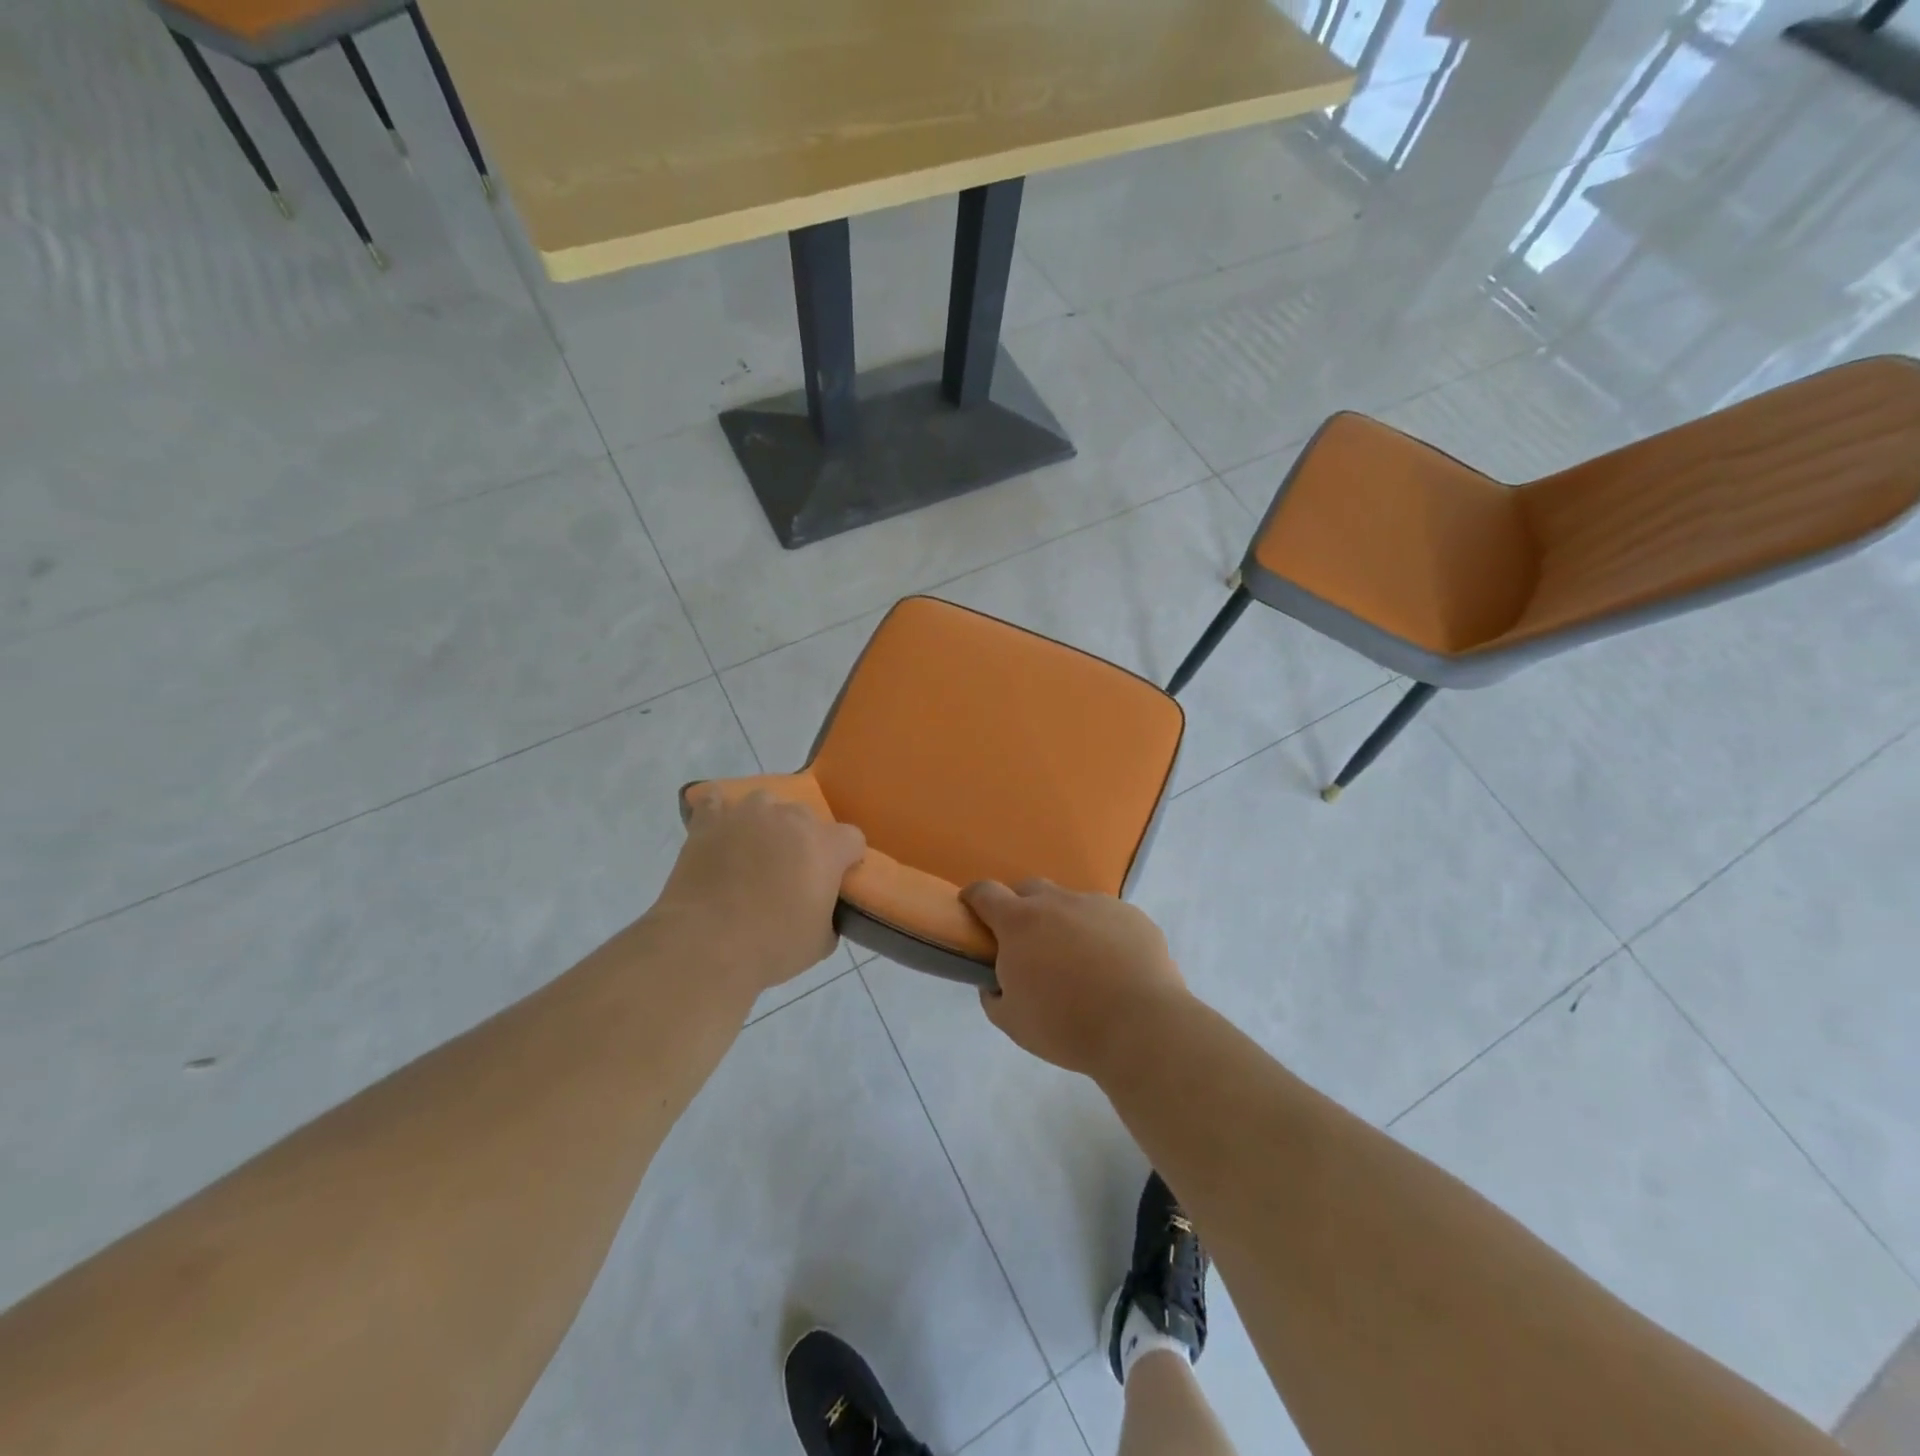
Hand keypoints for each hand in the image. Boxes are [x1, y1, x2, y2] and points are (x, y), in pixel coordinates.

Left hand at [651, 788, 865, 993]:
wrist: (706, 945)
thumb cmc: (772, 946)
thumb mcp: (819, 943)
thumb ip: (829, 915)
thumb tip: (821, 910)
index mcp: (826, 846)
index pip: (852, 839)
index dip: (846, 859)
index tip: (837, 880)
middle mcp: (791, 819)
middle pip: (807, 818)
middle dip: (804, 841)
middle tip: (790, 873)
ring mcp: (748, 814)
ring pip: (766, 803)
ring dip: (766, 822)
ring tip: (754, 850)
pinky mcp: (709, 821)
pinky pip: (716, 802)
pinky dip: (719, 812)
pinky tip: (720, 829)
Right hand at [961, 879, 1188, 1078]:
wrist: (1141, 1028)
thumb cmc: (1066, 1026)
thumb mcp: (1012, 1021)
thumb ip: (994, 994)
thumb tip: (997, 982)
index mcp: (1020, 922)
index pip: (985, 892)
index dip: (974, 897)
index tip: (971, 909)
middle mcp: (1058, 902)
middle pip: (1030, 890)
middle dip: (1021, 908)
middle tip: (1027, 944)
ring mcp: (1099, 905)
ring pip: (1072, 905)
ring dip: (1065, 924)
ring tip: (1078, 963)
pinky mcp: (1134, 917)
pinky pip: (1108, 919)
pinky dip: (1102, 935)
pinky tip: (1114, 968)